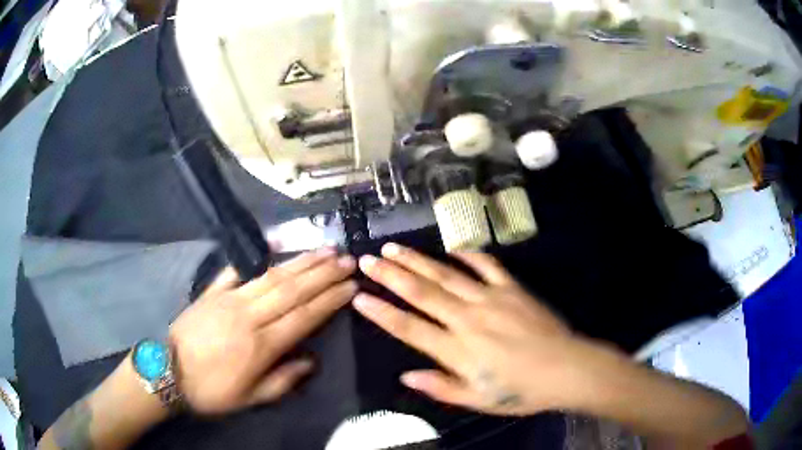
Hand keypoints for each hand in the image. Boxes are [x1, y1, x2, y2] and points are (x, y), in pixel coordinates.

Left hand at [169, 248, 356, 413]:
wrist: (168, 371)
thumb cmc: (212, 390)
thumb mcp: (251, 398)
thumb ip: (283, 380)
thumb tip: (311, 361)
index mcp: (261, 345)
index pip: (303, 316)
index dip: (329, 300)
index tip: (350, 285)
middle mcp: (249, 316)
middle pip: (292, 290)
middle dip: (323, 273)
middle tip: (346, 259)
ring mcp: (229, 299)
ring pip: (271, 276)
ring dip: (300, 261)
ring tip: (324, 250)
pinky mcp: (212, 291)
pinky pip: (237, 269)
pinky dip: (257, 256)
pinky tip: (274, 242)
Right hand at [353, 243, 598, 415]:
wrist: (567, 369)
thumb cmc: (521, 391)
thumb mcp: (479, 400)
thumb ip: (441, 387)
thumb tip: (406, 376)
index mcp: (458, 350)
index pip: (409, 328)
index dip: (381, 313)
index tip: (359, 297)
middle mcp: (468, 319)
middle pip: (421, 293)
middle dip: (390, 275)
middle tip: (367, 260)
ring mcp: (491, 299)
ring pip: (446, 275)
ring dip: (417, 260)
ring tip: (394, 248)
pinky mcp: (512, 289)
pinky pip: (486, 266)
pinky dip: (468, 255)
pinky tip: (452, 248)